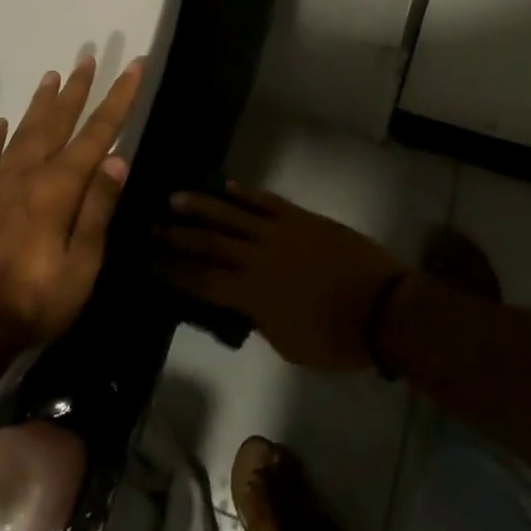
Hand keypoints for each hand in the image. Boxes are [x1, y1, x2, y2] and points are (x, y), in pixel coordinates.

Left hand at [0, 55, 144, 349]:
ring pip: (24, 131)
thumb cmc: (36, 300)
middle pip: (58, 121)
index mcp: (59, 187)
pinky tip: (1, 124)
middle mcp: (28, 174)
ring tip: (52, 75)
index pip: (98, 132)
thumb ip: (98, 208)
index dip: (119, 98)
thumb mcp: (83, 263)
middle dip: (77, 89)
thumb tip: (118, 158)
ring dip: (41, 103)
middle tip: (87, 56)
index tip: (134, 66)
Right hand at [155, 186, 406, 370]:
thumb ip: (259, 320)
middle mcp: (257, 257)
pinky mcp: (301, 218)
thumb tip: (241, 304)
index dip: (173, 271)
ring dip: (202, 205)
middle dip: (178, 235)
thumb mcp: (287, 344)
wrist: (382, 307)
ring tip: (175, 197)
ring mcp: (279, 232)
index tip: (148, 262)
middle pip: (209, 242)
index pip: (201, 280)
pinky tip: (227, 186)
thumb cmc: (335, 338)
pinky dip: (245, 193)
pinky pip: (267, 201)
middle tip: (151, 225)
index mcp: (251, 294)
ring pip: (232, 214)